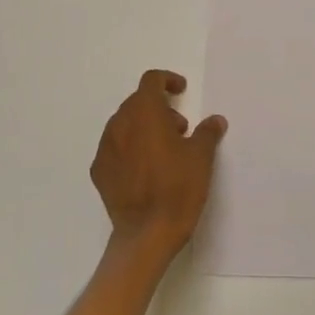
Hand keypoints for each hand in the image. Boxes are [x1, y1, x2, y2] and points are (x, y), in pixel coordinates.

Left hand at [91, 70, 226, 263]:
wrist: (147, 234)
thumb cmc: (178, 188)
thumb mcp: (201, 157)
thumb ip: (207, 132)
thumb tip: (215, 121)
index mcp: (144, 113)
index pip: (150, 81)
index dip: (167, 80)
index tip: (181, 91)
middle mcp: (119, 125)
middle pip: (137, 102)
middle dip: (159, 108)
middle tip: (180, 128)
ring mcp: (105, 149)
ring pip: (124, 125)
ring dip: (144, 127)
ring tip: (166, 150)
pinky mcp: (99, 172)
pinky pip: (115, 148)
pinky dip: (131, 148)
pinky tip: (146, 169)